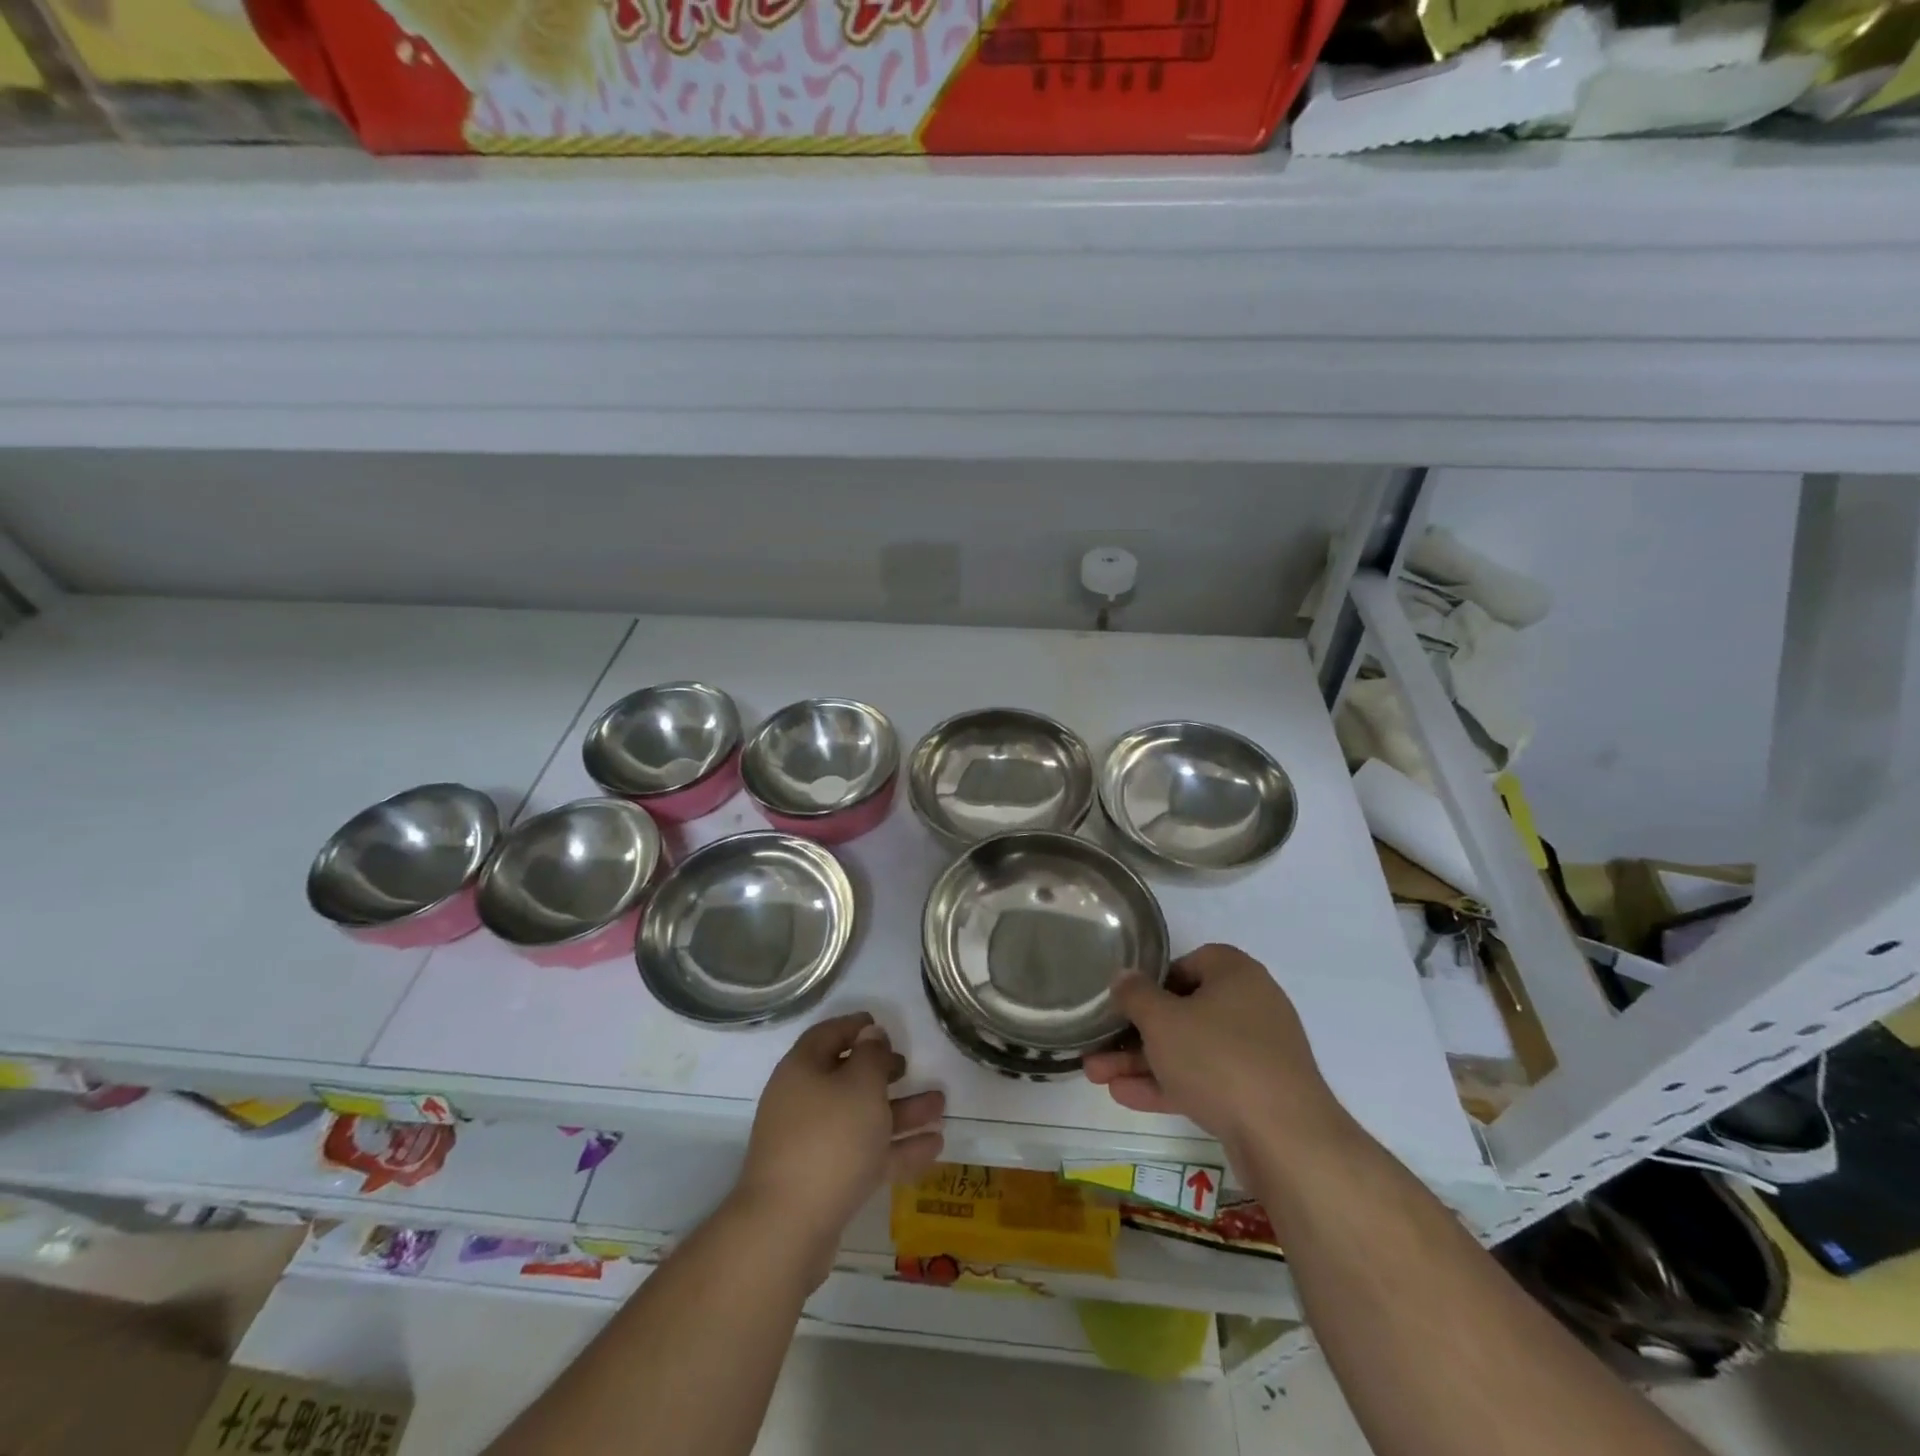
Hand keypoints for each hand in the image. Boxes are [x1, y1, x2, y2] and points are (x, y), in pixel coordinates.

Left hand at [733, 1013, 944, 1275]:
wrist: (787, 1228)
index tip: (880, 1025)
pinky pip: (865, 1154)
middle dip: (881, 1072)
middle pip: (846, 1078)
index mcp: (803, 1070)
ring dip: (900, 1111)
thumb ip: (872, 1056)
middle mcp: (804, 1102)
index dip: (854, 1027)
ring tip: (941, 1105)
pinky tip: (934, 1147)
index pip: (828, 1035)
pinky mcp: (826, 1182)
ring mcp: (813, 1145)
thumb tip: (870, 1035)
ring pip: (862, 1119)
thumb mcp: (860, 1086)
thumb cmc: (829, 1139)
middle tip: (908, 1066)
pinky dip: (896, 1148)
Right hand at [1084, 944, 1348, 1167]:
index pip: (1191, 962)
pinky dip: (1168, 1085)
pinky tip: (1125, 1096)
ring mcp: (1257, 1053)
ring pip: (1190, 1050)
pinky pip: (1205, 1080)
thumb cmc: (1218, 1059)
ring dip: (1144, 1062)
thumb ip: (1135, 995)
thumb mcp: (1162, 1021)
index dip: (1155, 979)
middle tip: (1099, 1044)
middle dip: (1136, 1032)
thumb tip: (1124, 976)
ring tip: (1097, 1075)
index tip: (1128, 1000)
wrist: (1286, 1140)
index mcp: (1237, 975)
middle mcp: (1251, 1006)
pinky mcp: (1256, 1094)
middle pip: (1184, 1011)